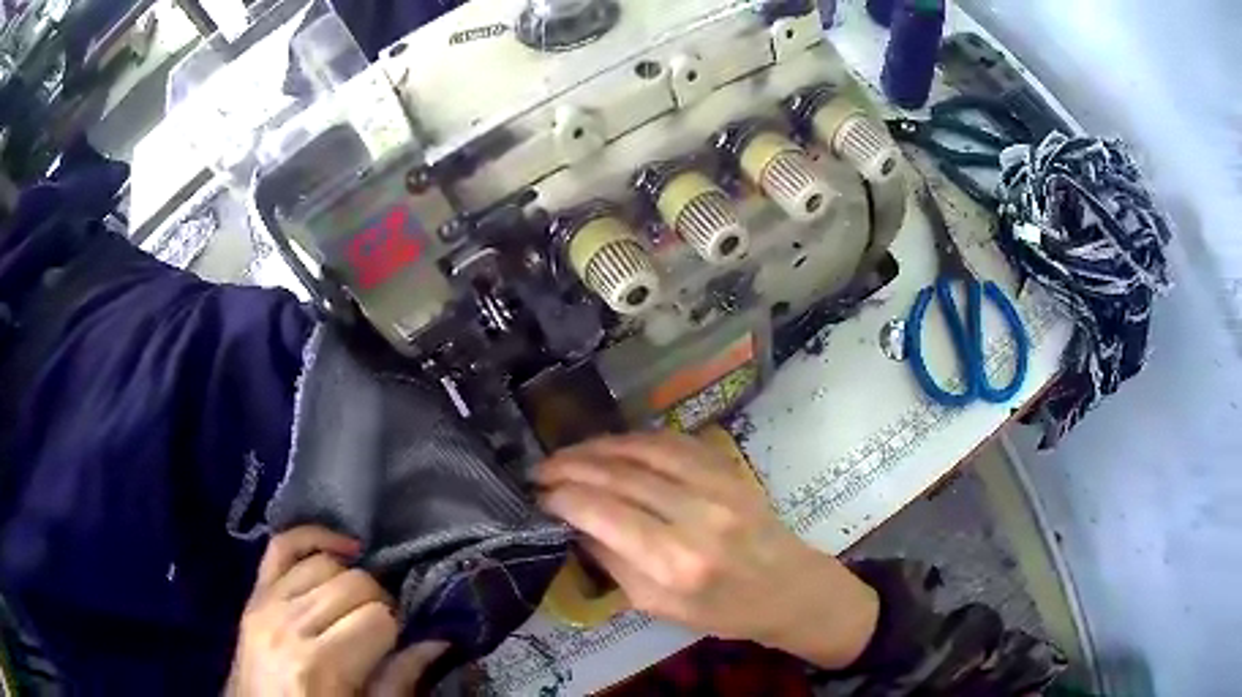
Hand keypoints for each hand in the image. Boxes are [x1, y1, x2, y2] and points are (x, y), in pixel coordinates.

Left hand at [229, 526, 446, 695]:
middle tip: (384, 629)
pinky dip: (313, 537)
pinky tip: (342, 548)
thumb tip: (438, 642)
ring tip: (360, 605)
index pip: (377, 617)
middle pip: (353, 583)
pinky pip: (282, 546)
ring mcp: (266, 603)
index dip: (396, 629)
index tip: (398, 646)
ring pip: (324, 563)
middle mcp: (289, 625)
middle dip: (379, 602)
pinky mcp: (254, 594)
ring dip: (352, 579)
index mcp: (320, 664)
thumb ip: (399, 682)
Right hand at [536, 433, 878, 668]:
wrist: (788, 588)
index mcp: (675, 563)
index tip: (538, 495)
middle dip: (570, 467)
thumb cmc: (723, 611)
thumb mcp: (657, 607)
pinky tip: (612, 445)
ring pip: (642, 450)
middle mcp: (695, 516)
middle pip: (618, 476)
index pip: (603, 513)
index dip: (562, 498)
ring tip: (567, 454)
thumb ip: (613, 563)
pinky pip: (673, 441)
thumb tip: (575, 523)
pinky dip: (635, 439)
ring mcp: (717, 485)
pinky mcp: (729, 469)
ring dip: (597, 447)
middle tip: (540, 469)